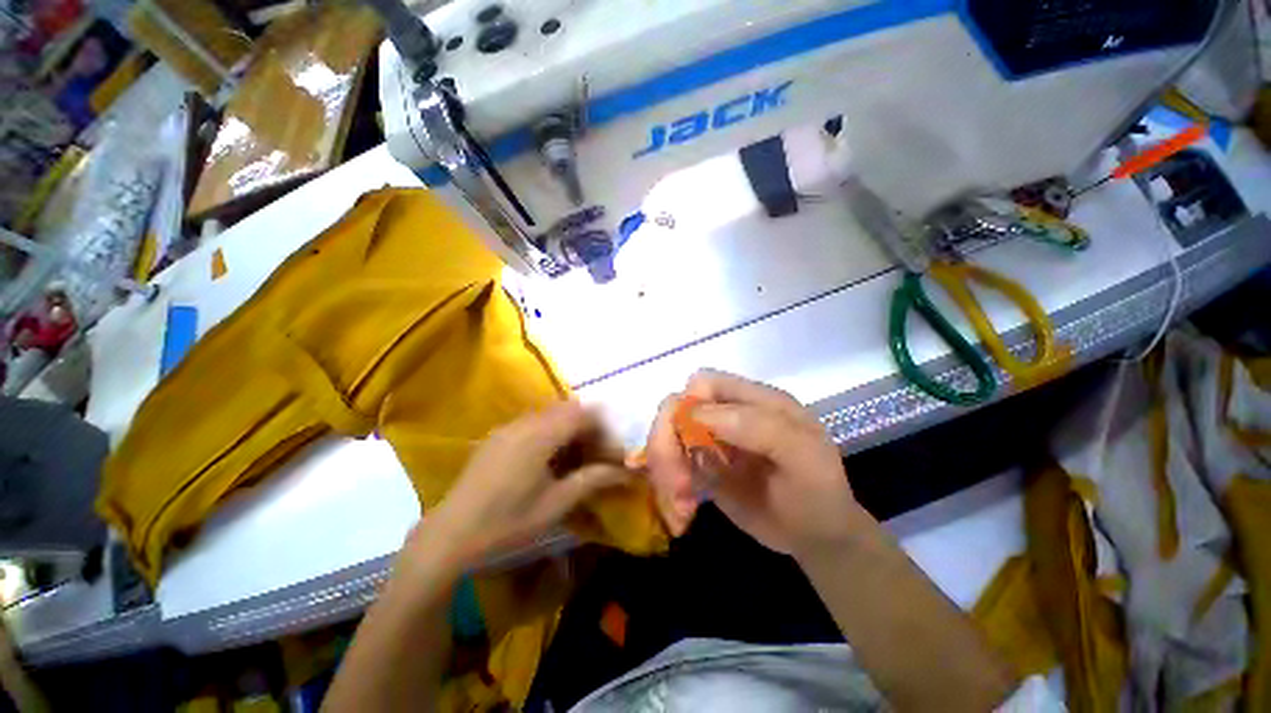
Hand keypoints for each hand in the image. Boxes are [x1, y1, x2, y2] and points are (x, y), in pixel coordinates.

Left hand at [415, 401, 631, 570]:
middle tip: (596, 454)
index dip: (603, 428)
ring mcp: (508, 427)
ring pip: (550, 414)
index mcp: (541, 435)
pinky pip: (533, 422)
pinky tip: (547, 460)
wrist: (450, 534)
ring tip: (574, 458)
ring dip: (568, 428)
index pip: (583, 414)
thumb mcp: (556, 504)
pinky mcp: (497, 436)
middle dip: (588, 426)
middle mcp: (525, 422)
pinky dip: (550, 432)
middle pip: (568, 409)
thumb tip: (625, 471)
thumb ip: (592, 480)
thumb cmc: (508, 522)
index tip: (611, 452)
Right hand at [647, 370, 872, 557]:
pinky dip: (667, 480)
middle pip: (675, 406)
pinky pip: (669, 462)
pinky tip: (683, 505)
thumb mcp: (802, 457)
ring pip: (666, 434)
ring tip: (680, 498)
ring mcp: (710, 438)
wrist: (817, 537)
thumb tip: (695, 413)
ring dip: (664, 464)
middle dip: (666, 440)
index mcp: (755, 399)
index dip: (689, 407)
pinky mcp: (700, 465)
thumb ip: (757, 426)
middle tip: (675, 482)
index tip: (691, 448)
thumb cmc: (816, 492)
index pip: (704, 383)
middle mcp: (727, 412)